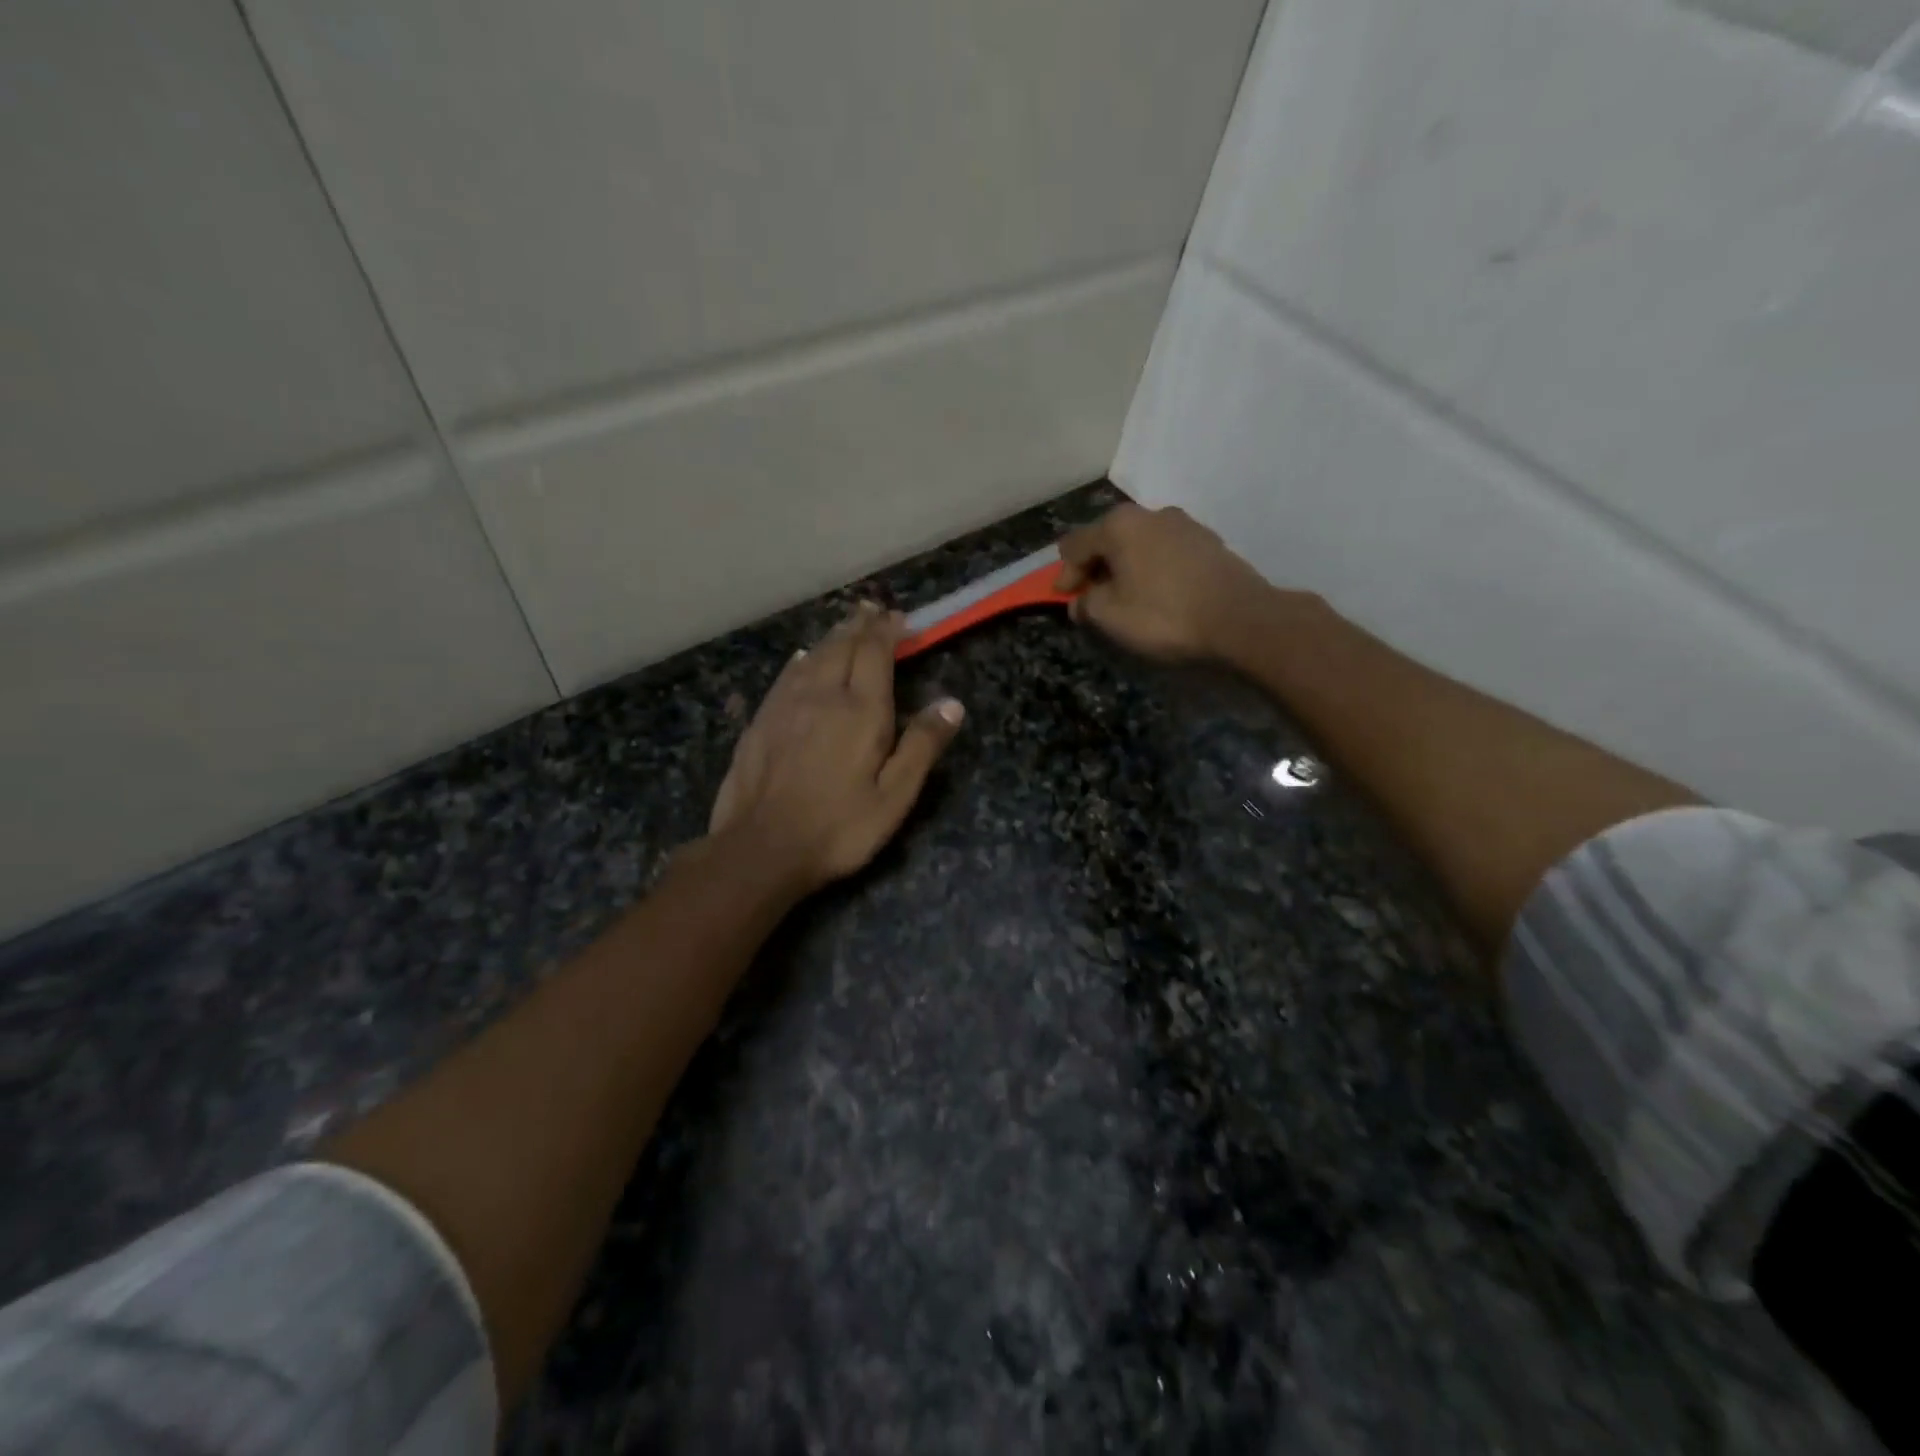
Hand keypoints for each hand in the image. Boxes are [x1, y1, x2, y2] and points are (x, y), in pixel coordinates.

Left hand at [708, 603, 964, 892]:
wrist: (761, 848)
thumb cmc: (838, 828)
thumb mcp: (895, 796)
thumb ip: (922, 746)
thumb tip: (952, 703)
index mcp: (860, 710)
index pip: (875, 652)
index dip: (887, 630)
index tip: (898, 617)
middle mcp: (822, 695)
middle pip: (841, 646)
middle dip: (860, 625)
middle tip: (872, 610)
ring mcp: (785, 705)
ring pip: (812, 656)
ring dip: (832, 636)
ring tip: (845, 626)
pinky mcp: (760, 721)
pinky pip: (785, 675)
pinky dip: (801, 659)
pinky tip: (801, 658)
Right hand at [1054, 504, 1273, 661]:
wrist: (1240, 620)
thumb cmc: (1165, 616)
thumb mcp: (1111, 617)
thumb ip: (1087, 604)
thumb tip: (1081, 601)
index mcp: (1119, 525)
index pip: (1075, 545)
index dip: (1065, 574)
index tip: (1064, 599)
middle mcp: (1151, 514)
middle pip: (1108, 538)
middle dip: (1095, 567)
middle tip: (1092, 598)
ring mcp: (1184, 524)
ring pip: (1139, 544)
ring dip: (1126, 567)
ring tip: (1125, 596)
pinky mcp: (1208, 542)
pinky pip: (1165, 552)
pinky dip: (1152, 569)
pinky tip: (1158, 593)